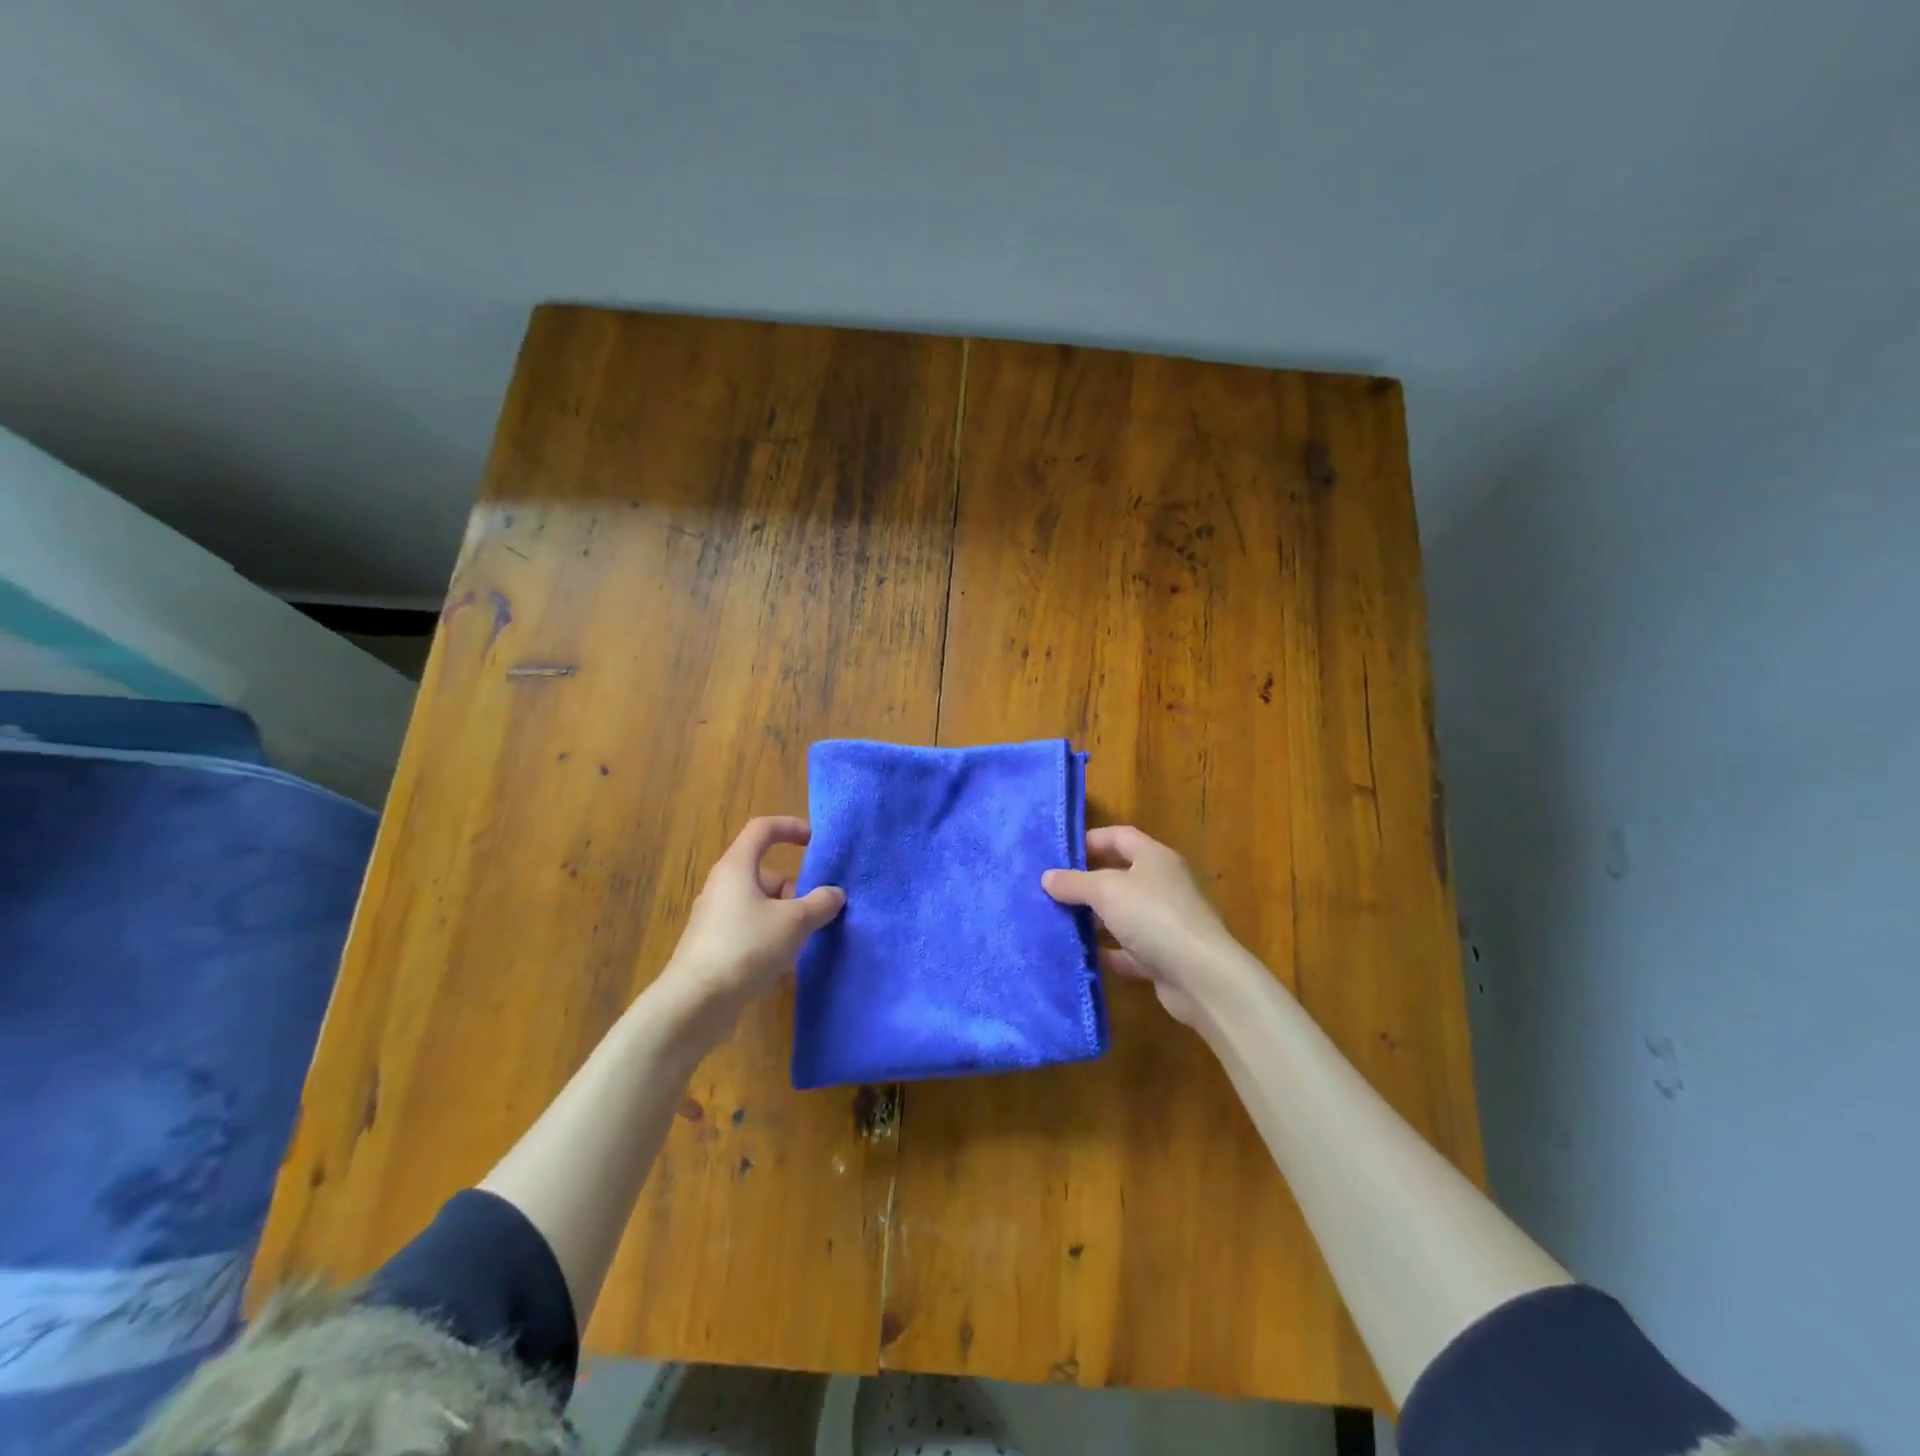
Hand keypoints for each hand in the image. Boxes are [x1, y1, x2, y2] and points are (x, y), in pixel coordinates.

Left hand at [658, 816, 844, 1032]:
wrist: (696, 1003)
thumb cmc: (746, 947)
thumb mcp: (794, 922)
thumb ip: (820, 903)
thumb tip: (834, 894)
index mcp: (737, 867)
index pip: (763, 829)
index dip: (791, 827)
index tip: (816, 842)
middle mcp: (723, 886)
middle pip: (767, 874)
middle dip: (795, 891)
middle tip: (815, 916)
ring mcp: (716, 918)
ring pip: (761, 907)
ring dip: (786, 921)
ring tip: (801, 946)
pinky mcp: (715, 947)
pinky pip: (751, 932)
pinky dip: (770, 942)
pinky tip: (783, 969)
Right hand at [1042, 825, 1238, 1027]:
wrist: (1200, 976)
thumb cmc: (1152, 916)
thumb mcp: (1105, 891)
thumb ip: (1074, 882)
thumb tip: (1047, 877)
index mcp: (1155, 858)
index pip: (1120, 836)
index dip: (1091, 840)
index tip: (1060, 854)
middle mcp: (1163, 885)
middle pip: (1120, 876)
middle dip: (1087, 883)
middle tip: (1052, 891)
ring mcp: (1166, 922)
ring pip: (1123, 915)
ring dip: (1095, 920)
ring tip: (1060, 923)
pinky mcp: (1165, 956)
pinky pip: (1129, 950)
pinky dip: (1108, 952)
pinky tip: (1082, 956)